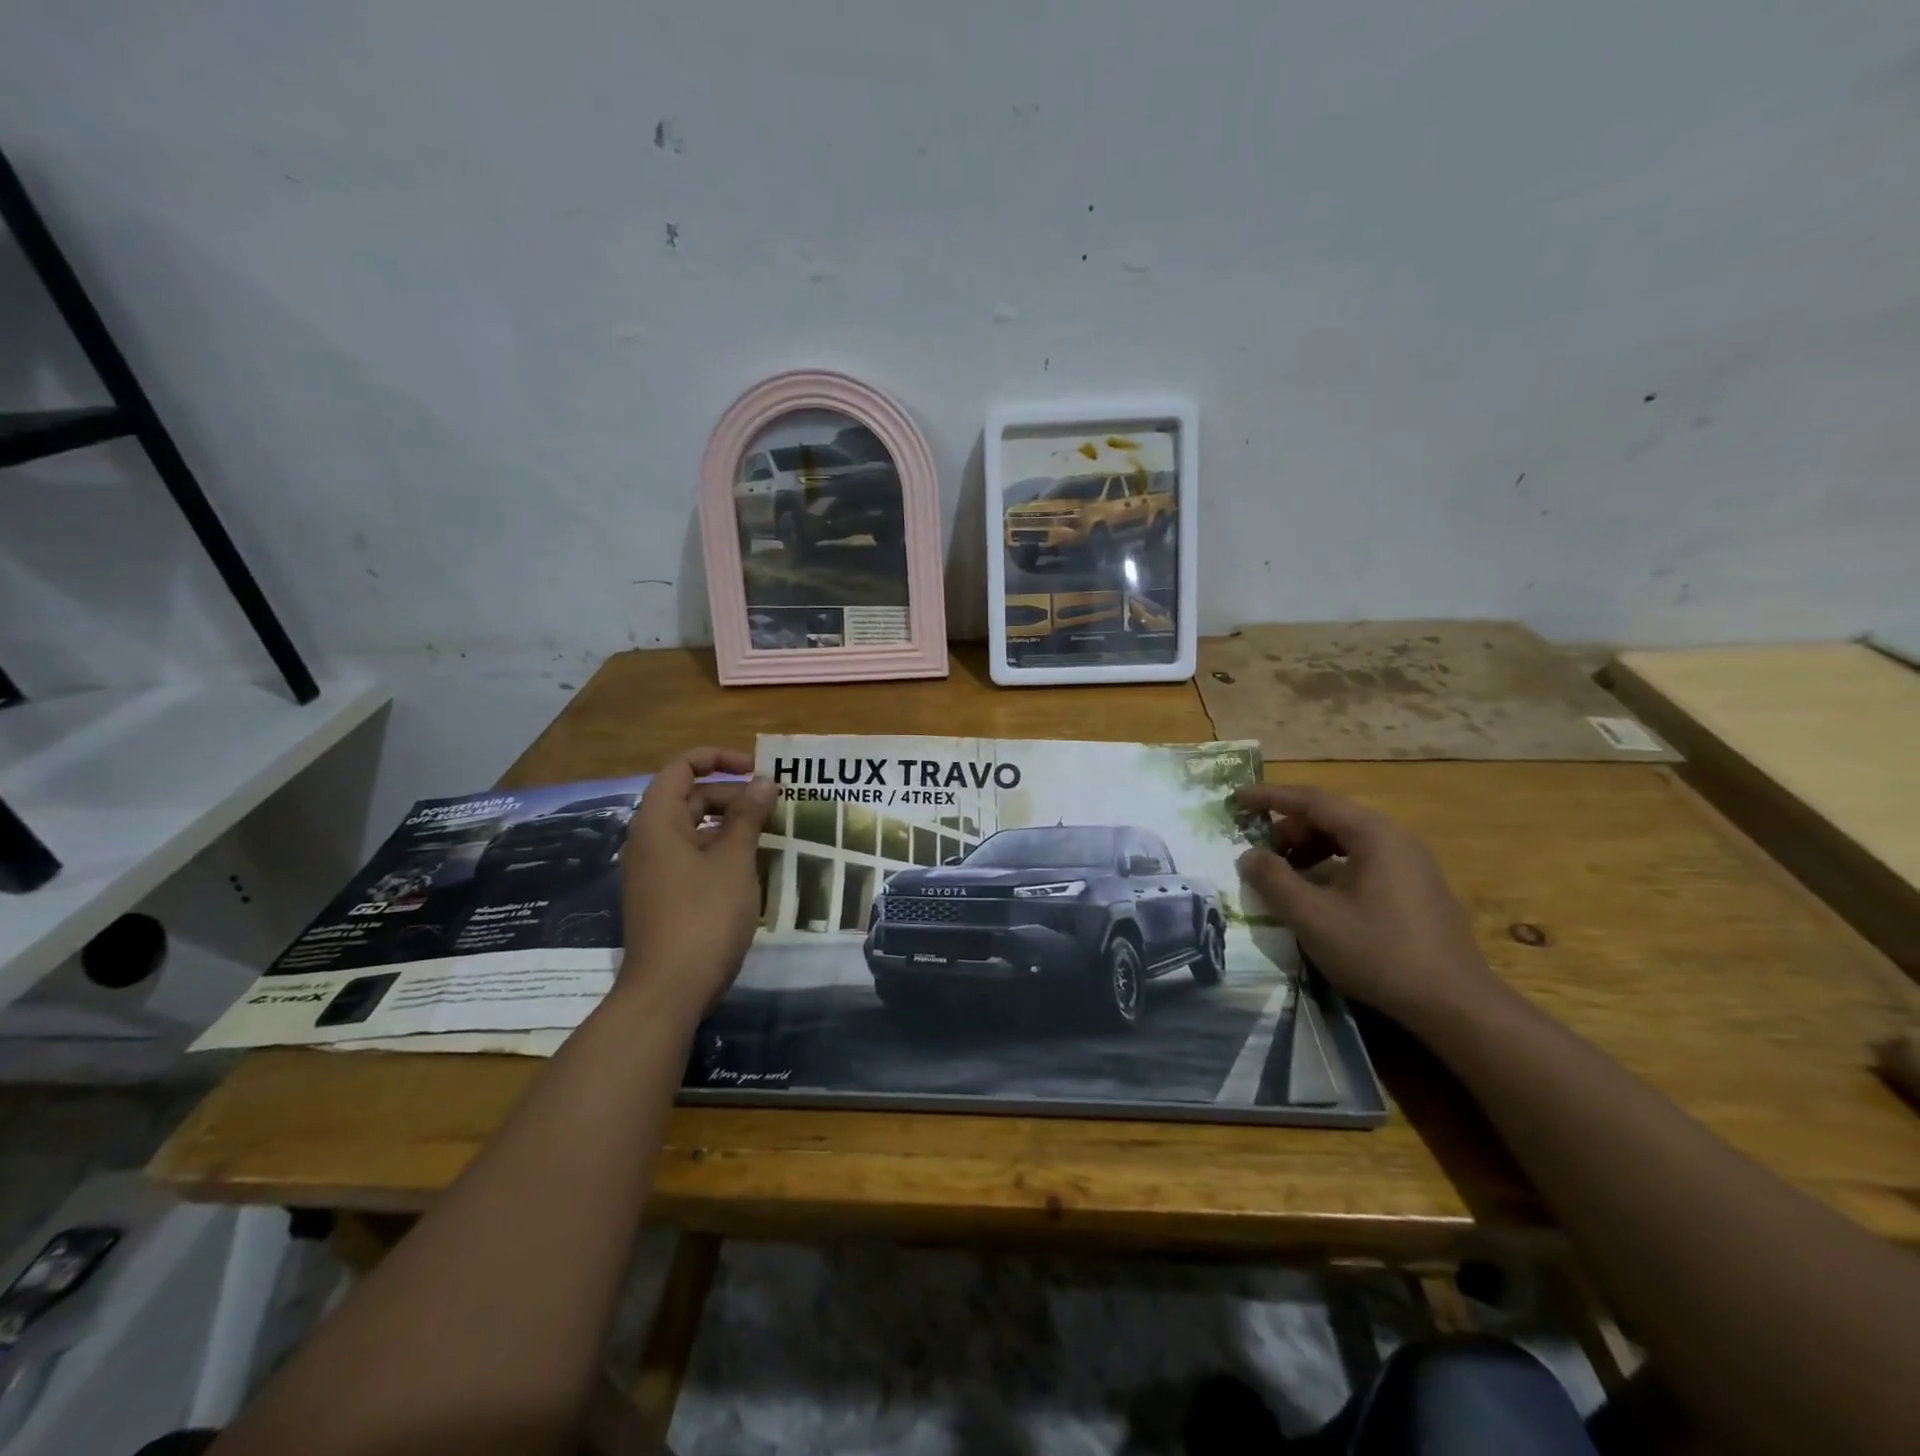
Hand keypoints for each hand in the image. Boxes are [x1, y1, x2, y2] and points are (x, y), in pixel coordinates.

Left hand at [618, 747, 776, 1024]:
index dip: (719, 759)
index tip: (757, 770)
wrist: (669, 990)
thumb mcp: (734, 860)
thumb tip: (764, 780)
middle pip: (689, 797)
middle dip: (732, 794)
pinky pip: (692, 856)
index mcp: (657, 821)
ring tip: (768, 833)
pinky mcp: (664, 895)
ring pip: (694, 828)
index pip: (682, 767)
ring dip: (730, 823)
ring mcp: (654, 870)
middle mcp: (649, 840)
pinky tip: (750, 865)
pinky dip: (720, 849)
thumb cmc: (704, 915)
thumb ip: (749, 815)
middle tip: (773, 806)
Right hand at [1234, 783, 1505, 1029]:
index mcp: (1374, 835)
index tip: (1236, 798)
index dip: (1270, 796)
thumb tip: (1249, 855)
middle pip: (1332, 816)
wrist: (1455, 1004)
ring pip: (1349, 839)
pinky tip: (1318, 894)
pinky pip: (1364, 859)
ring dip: (1309, 847)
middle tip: (1259, 849)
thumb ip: (1274, 880)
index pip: (1312, 800)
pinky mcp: (1417, 888)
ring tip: (1284, 873)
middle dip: (1289, 827)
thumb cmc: (1379, 952)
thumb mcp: (1313, 918)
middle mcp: (1396, 839)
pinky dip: (1331, 864)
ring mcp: (1412, 863)